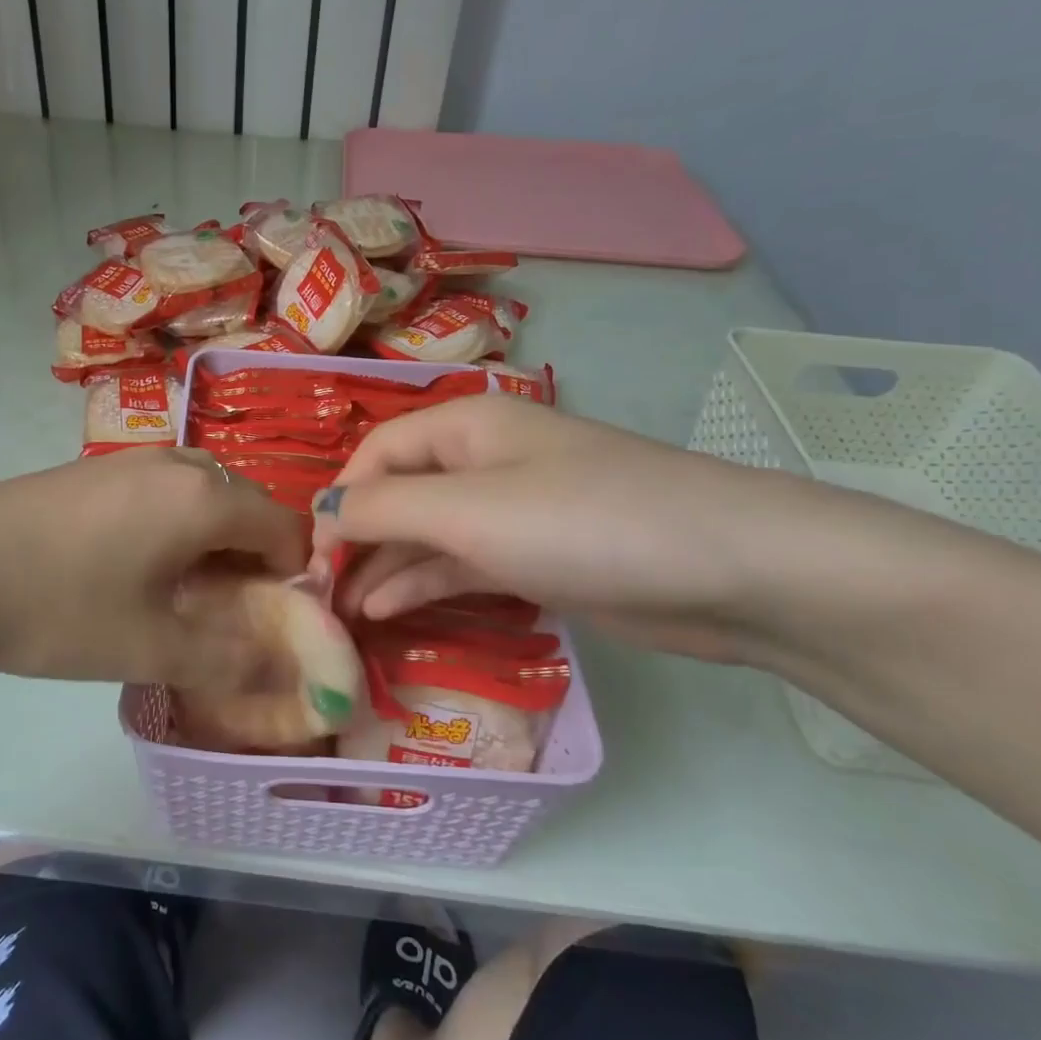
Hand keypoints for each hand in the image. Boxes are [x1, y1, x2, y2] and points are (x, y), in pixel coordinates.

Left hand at [0, 447, 307, 686]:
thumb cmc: (59, 605)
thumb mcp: (149, 647)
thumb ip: (229, 662)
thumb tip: (285, 673)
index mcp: (204, 498)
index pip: (286, 528)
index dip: (294, 577)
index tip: (272, 623)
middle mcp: (179, 464)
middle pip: (247, 506)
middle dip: (254, 559)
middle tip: (228, 613)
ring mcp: (133, 459)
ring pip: (204, 495)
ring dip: (213, 541)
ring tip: (183, 593)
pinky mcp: (97, 468)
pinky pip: (165, 490)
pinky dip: (176, 525)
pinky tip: (135, 566)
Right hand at [310, 396, 811, 662]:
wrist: (728, 571)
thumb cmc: (582, 523)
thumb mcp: (469, 511)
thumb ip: (385, 509)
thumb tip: (322, 511)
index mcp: (464, 426)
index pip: (376, 454)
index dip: (340, 500)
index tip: (312, 558)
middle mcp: (483, 460)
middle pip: (399, 493)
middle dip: (357, 538)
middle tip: (319, 595)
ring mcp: (513, 511)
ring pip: (429, 534)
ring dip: (384, 567)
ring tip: (343, 613)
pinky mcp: (538, 557)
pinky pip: (464, 564)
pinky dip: (425, 583)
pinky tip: (388, 611)